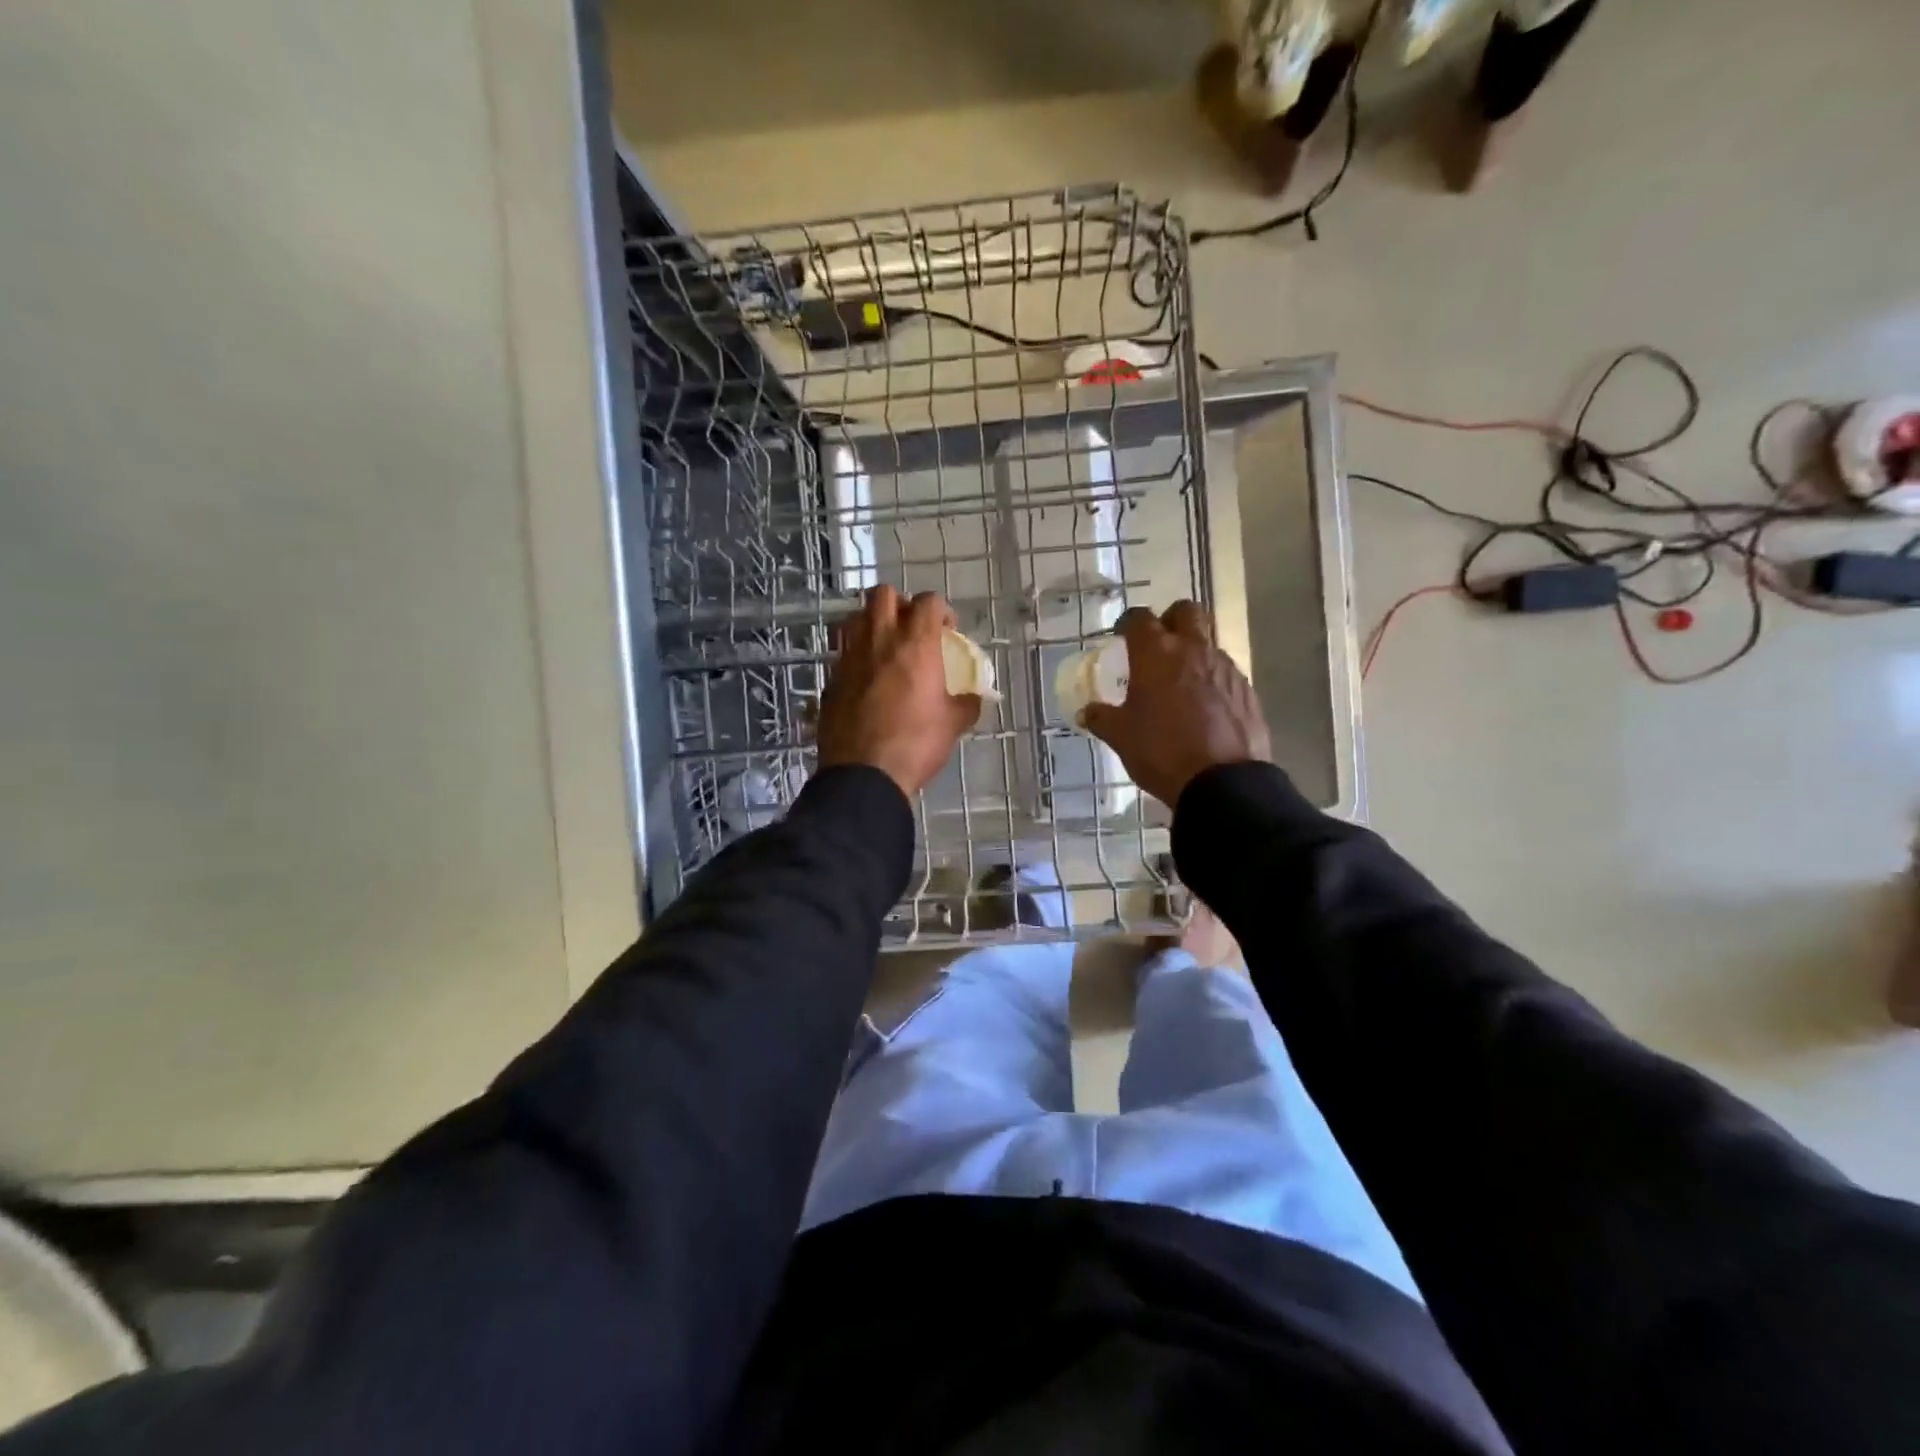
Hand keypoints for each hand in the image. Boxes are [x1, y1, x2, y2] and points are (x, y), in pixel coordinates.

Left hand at [817, 586, 980, 799]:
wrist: (864, 774)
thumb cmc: (916, 744)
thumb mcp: (953, 725)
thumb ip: (966, 703)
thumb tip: (974, 698)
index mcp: (915, 644)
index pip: (928, 601)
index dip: (940, 610)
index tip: (946, 631)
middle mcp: (879, 640)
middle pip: (883, 594)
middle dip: (900, 604)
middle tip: (911, 628)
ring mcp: (849, 657)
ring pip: (855, 617)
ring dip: (871, 623)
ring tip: (884, 646)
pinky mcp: (831, 679)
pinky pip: (842, 651)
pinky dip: (855, 654)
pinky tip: (866, 677)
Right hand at [1081, 601, 1270, 807]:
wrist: (1223, 782)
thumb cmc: (1161, 751)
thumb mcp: (1121, 737)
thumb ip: (1101, 718)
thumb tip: (1086, 712)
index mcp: (1156, 653)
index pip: (1139, 618)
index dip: (1128, 624)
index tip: (1121, 638)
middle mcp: (1193, 649)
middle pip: (1186, 611)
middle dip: (1171, 620)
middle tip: (1158, 646)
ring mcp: (1225, 667)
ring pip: (1208, 642)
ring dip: (1193, 652)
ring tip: (1180, 684)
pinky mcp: (1246, 689)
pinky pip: (1225, 672)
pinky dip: (1212, 680)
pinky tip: (1204, 707)